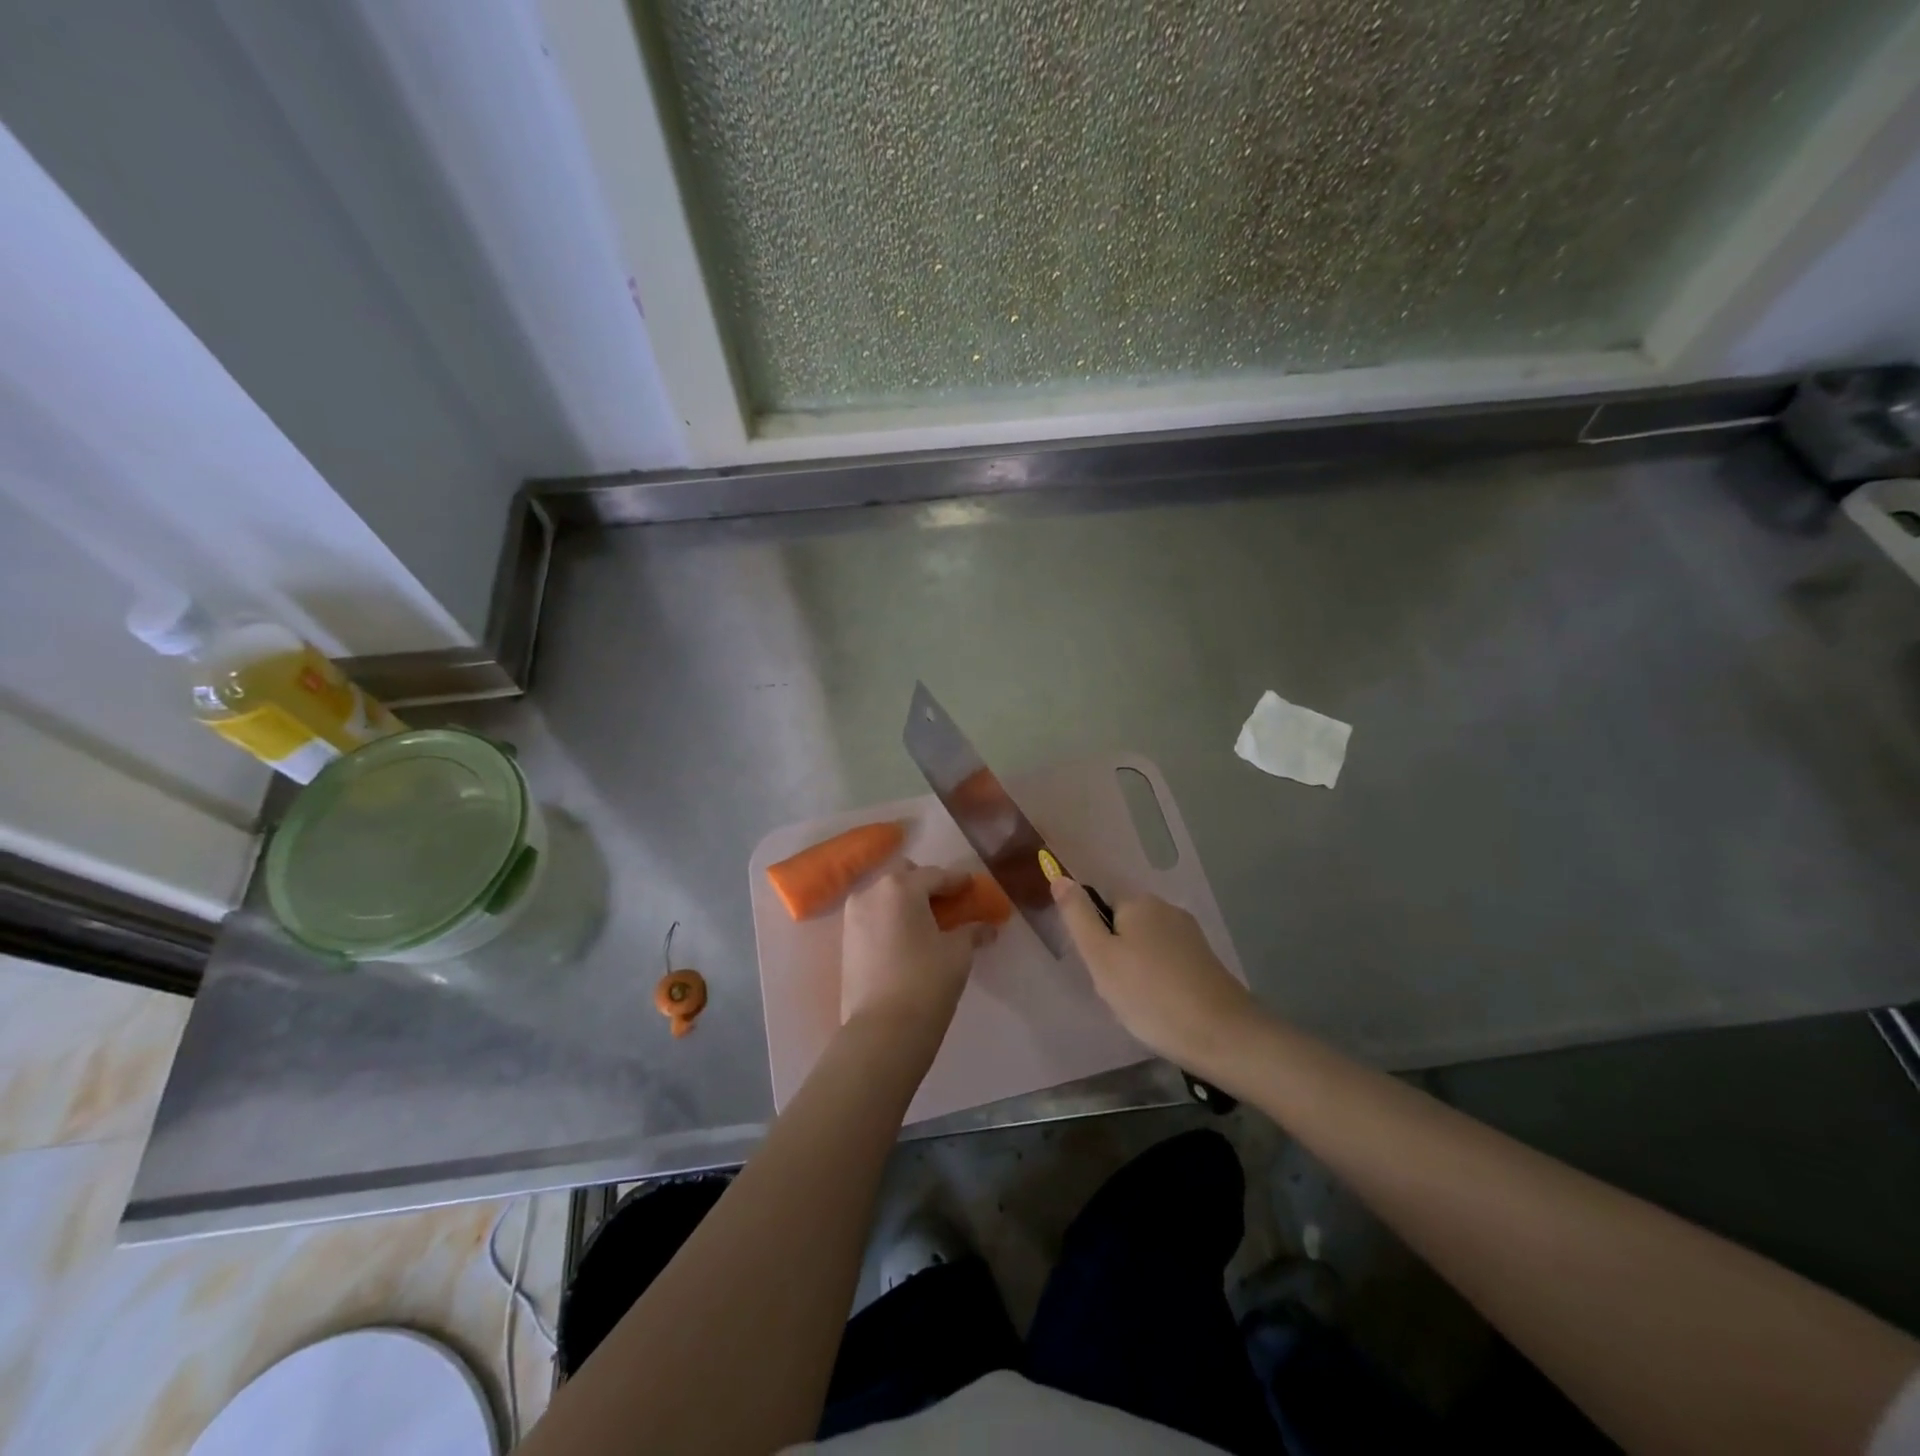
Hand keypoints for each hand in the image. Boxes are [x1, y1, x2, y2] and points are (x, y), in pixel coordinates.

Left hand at [841, 862, 993, 1036]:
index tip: (971, 885)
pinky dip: (891, 919)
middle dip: (925, 884)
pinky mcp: (846, 940)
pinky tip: (907, 937)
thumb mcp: (958, 953)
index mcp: (901, 887)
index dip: (957, 880)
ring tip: (926, 922)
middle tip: (946, 903)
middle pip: (904, 877)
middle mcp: (871, 893)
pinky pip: (873, 916)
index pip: (935, 875)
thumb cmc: (926, 981)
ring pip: (884, 896)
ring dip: (905, 901)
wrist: (883, 1030)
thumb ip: (971, 932)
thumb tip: (987, 927)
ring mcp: (853, 916)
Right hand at [1052, 877, 1256, 1070]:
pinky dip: (1158, 982)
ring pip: (1144, 947)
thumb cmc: (1150, 995)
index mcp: (1139, 902)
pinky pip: (1167, 963)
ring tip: (1140, 1006)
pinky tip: (1162, 1008)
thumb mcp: (1100, 957)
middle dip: (1115, 957)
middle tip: (1117, 992)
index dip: (1094, 939)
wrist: (1222, 1035)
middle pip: (1123, 926)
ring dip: (1136, 972)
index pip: (1100, 906)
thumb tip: (1059, 876)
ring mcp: (1190, 934)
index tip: (1099, 970)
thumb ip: (1078, 915)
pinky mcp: (1205, 960)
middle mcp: (1166, 909)